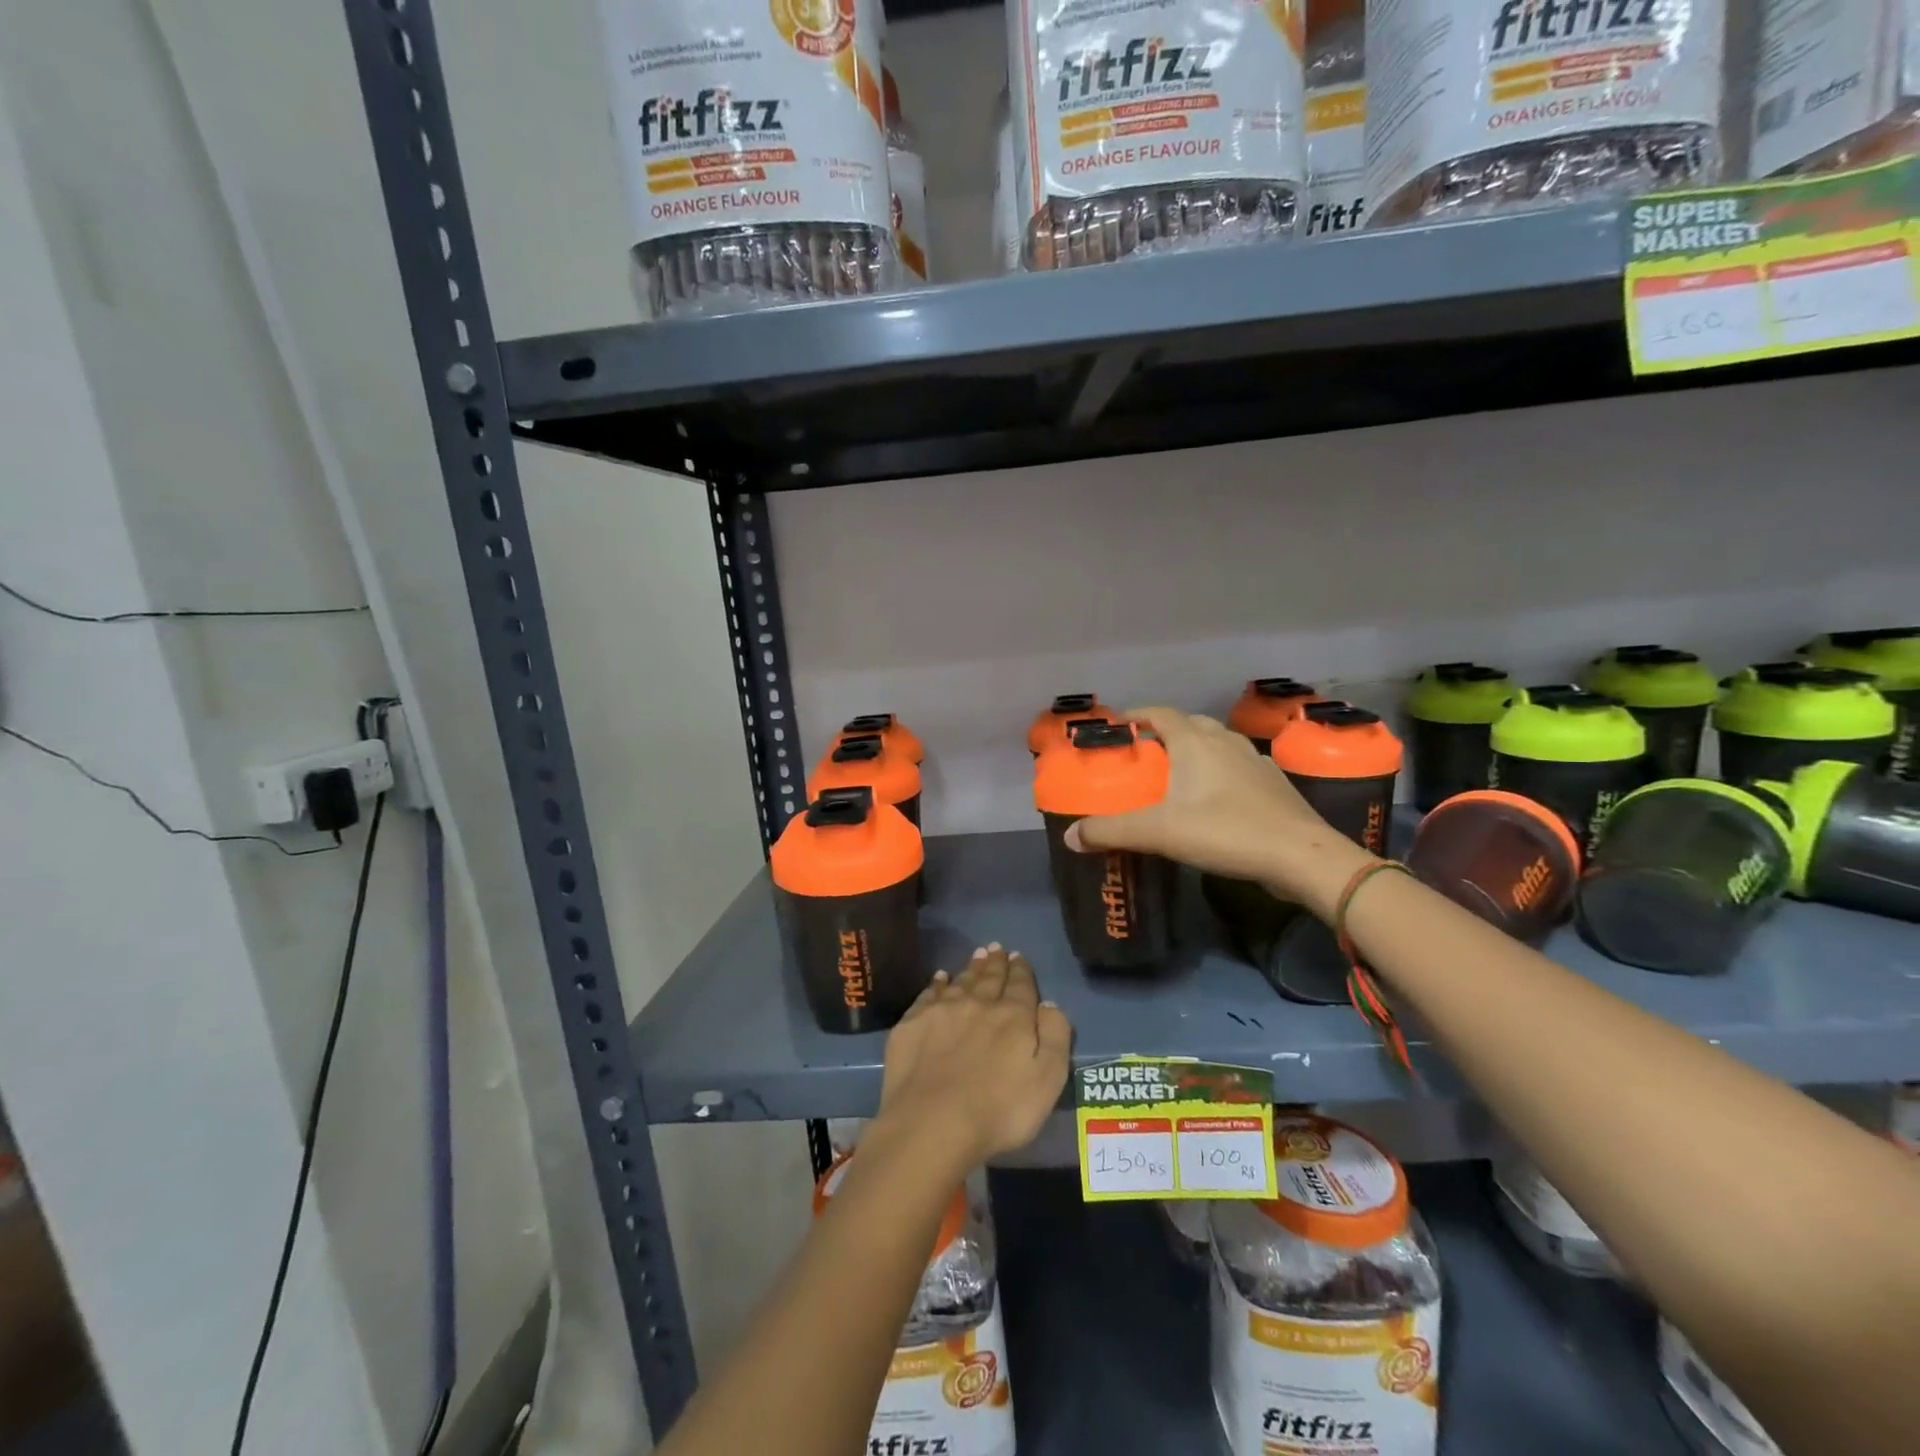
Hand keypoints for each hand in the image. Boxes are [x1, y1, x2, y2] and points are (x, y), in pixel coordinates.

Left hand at [877, 946, 1071, 1167]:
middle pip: (989, 978)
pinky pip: (929, 994)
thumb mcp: (1047, 1080)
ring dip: (971, 968)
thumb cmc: (1000, 1111)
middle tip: (996, 948)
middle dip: (995, 962)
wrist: (932, 1123)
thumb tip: (1049, 1004)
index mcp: (1013, 1016)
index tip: (1018, 956)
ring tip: (976, 956)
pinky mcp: (912, 1024)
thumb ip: (1055, 1037)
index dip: (1021, 970)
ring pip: (961, 981)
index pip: (1020, 985)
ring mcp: (942, 1011)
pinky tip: (940, 978)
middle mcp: (978, 1004)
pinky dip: (937, 983)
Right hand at [1064, 706, 1374, 915]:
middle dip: (1166, 731)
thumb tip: (1070, 837)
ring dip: (1196, 750)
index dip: (1138, 713)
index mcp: (1196, 742)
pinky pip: (1238, 766)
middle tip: (1145, 753)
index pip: (1161, 713)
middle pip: (1190, 724)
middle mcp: (1225, 742)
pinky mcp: (1274, 783)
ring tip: (1178, 773)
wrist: (1303, 855)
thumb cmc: (1226, 831)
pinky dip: (1220, 771)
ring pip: (1217, 743)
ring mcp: (1255, 760)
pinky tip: (1216, 797)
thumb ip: (1112, 832)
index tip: (1119, 723)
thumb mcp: (1160, 833)